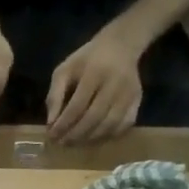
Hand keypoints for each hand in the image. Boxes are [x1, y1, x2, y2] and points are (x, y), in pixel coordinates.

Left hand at [46, 25, 143, 142]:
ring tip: (75, 142)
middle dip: (75, 135)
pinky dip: (107, 136)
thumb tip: (51, 123)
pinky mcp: (137, 100)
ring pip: (109, 125)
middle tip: (62, 143)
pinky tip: (94, 137)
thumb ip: (55, 95)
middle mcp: (114, 84)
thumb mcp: (65, 69)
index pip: (76, 106)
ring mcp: (129, 94)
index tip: (51, 136)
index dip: (63, 125)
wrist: (121, 45)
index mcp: (94, 73)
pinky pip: (123, 125)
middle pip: (93, 118)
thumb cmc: (87, 59)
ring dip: (89, 139)